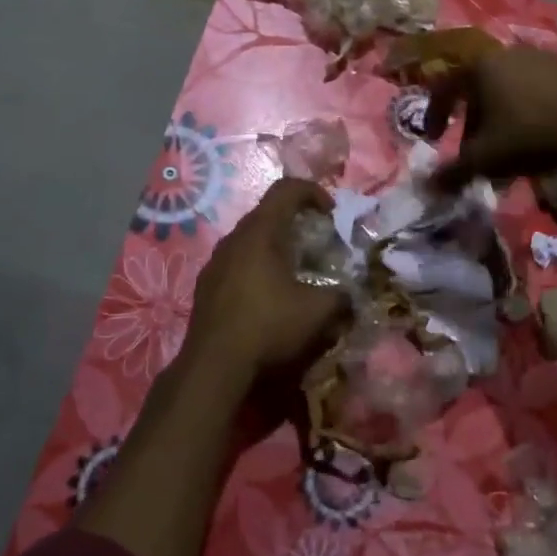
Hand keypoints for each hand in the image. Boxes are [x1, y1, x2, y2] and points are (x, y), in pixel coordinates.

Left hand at [179, 178, 350, 401]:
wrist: (213, 366)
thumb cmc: (267, 327)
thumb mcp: (317, 312)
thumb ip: (341, 297)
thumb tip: (350, 297)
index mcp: (260, 232)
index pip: (286, 189)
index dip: (313, 191)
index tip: (331, 213)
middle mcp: (233, 239)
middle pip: (267, 213)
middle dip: (296, 221)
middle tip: (317, 243)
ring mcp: (215, 262)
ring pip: (250, 240)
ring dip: (275, 246)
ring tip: (294, 271)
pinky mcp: (206, 286)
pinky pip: (236, 262)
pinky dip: (257, 267)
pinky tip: (267, 296)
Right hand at [423, 46, 556, 189]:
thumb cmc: (531, 134)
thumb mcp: (486, 158)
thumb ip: (453, 172)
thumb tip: (429, 186)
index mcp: (480, 67)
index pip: (444, 88)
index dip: (434, 115)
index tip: (433, 139)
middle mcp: (506, 54)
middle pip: (477, 90)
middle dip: (472, 123)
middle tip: (475, 151)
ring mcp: (539, 57)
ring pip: (505, 91)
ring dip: (499, 119)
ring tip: (507, 148)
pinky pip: (533, 90)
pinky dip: (524, 111)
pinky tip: (537, 135)